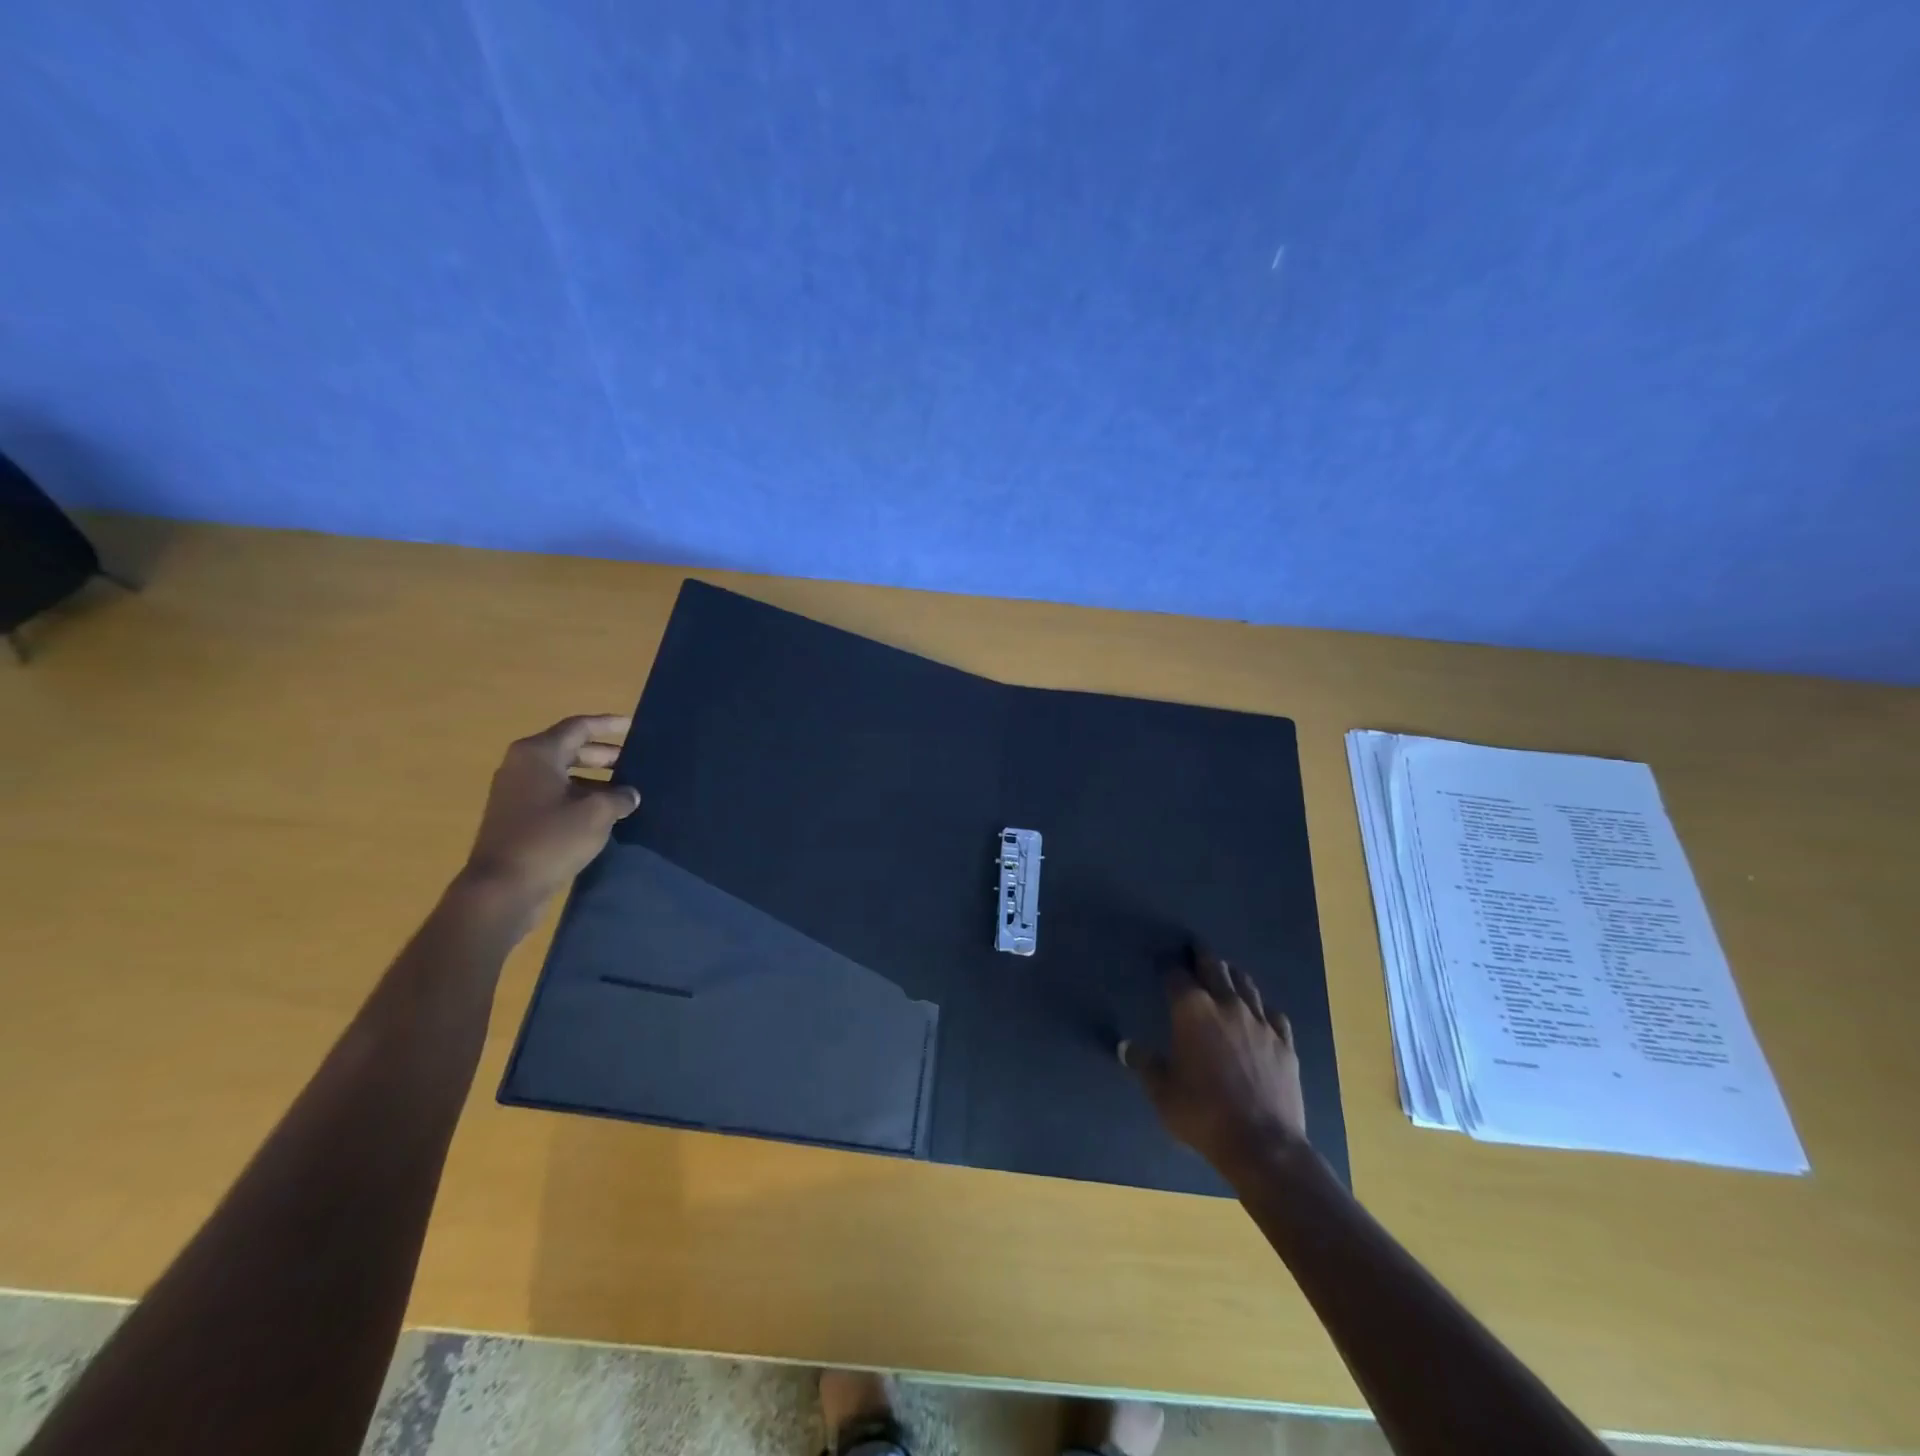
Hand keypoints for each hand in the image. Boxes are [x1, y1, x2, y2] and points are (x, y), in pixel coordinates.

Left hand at [459, 715, 640, 906]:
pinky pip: (554, 796)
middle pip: (570, 749)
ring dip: (594, 780)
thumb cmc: (550, 839)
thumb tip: (629, 794)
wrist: (502, 888)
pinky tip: (603, 814)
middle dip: (603, 755)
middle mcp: (522, 766)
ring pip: (563, 775)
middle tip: (634, 762)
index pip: (579, 727)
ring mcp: (515, 793)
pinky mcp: (516, 818)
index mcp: (538, 754)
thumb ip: (620, 797)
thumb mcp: (597, 813)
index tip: (632, 725)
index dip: (607, 725)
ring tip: (625, 791)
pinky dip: (579, 798)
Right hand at [1123, 945, 1309, 1178]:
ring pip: (1246, 984)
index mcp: (1192, 1010)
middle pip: (1214, 968)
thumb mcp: (1162, 1092)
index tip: (1164, 965)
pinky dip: (1263, 1009)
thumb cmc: (1202, 1114)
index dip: (1169, 968)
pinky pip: (1274, 1014)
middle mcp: (1226, 1005)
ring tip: (1227, 974)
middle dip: (1203, 957)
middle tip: (1196, 950)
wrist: (1263, 1145)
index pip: (1176, 976)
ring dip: (1233, 976)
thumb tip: (1126, 1047)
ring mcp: (1260, 1022)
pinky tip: (1261, 1014)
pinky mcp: (1285, 1043)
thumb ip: (1144, 1064)